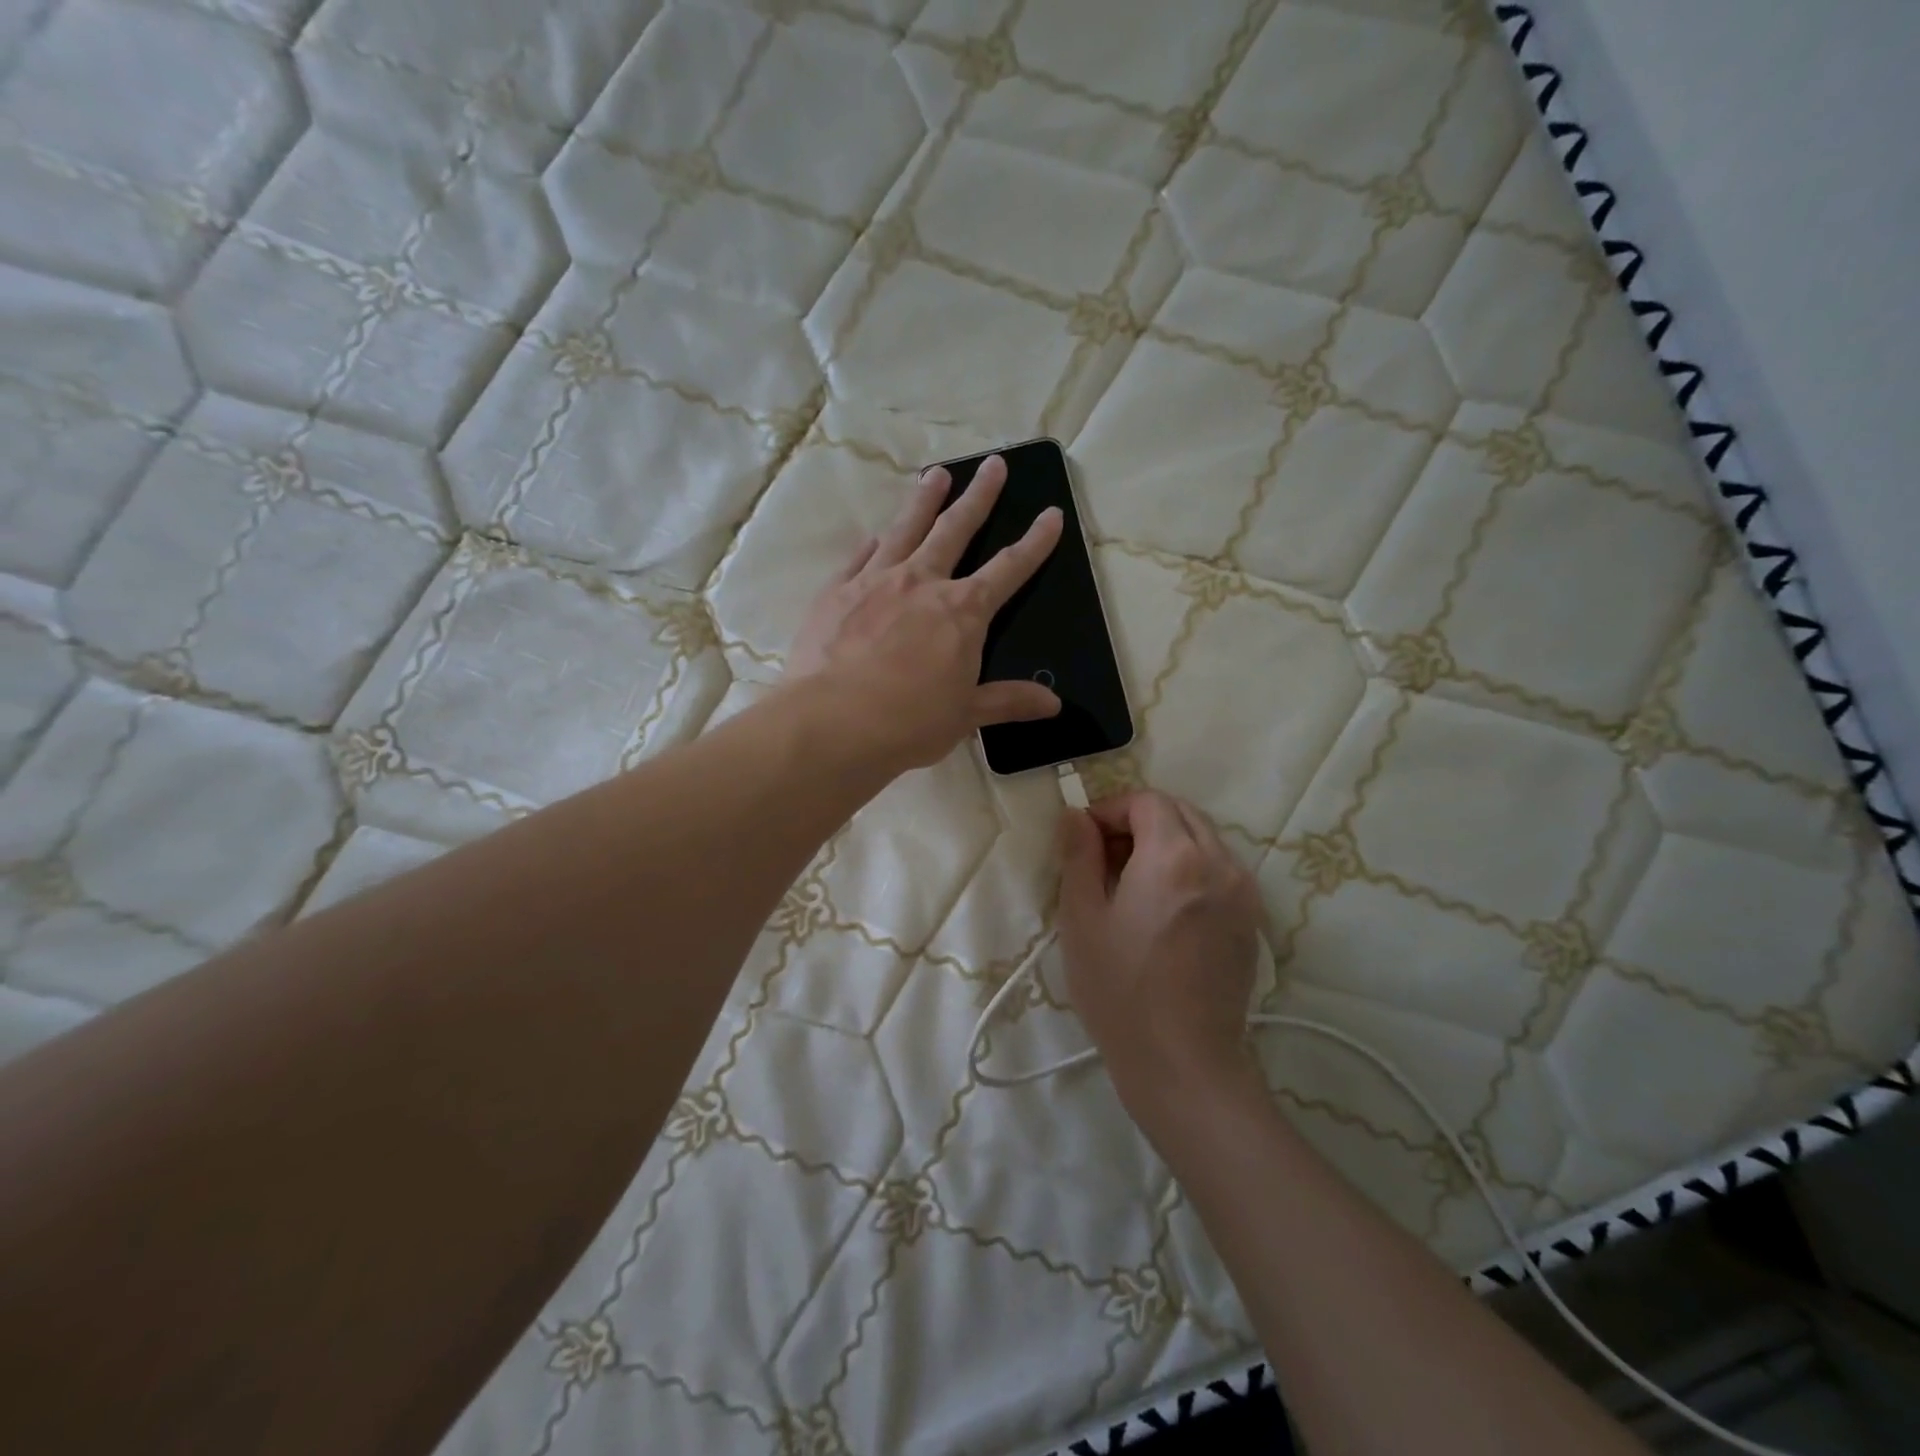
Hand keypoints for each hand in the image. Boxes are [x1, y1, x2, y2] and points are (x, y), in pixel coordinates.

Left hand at [785, 455, 1063, 771]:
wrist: (832, 723)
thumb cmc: (908, 723)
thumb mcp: (965, 715)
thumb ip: (1008, 701)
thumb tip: (1053, 704)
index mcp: (963, 612)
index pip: (1009, 569)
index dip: (1034, 542)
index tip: (1050, 515)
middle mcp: (922, 582)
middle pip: (956, 529)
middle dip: (979, 496)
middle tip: (993, 465)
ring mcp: (876, 581)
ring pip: (906, 528)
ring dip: (925, 499)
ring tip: (936, 474)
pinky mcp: (836, 591)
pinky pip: (859, 556)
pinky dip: (873, 543)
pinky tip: (876, 534)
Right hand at [1056, 791, 1263, 1114]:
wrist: (1184, 1063)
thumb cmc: (1121, 991)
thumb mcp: (1082, 919)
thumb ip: (1079, 855)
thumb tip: (1077, 816)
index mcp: (1175, 856)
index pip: (1146, 801)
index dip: (1110, 809)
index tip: (1083, 838)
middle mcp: (1219, 862)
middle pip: (1179, 812)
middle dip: (1138, 821)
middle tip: (1104, 857)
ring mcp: (1243, 891)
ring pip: (1202, 838)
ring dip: (1165, 842)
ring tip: (1131, 883)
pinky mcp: (1252, 919)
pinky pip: (1219, 868)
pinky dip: (1189, 866)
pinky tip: (1164, 907)